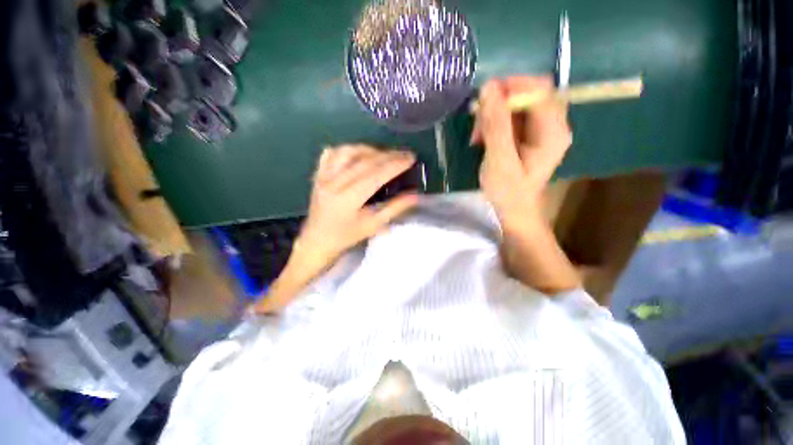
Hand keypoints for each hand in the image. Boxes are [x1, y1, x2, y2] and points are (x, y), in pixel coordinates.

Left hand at [293, 144, 419, 272]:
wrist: (317, 241)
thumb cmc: (346, 237)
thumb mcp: (373, 225)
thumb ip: (394, 208)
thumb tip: (415, 195)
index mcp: (348, 198)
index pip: (376, 175)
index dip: (395, 165)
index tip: (411, 158)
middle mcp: (334, 183)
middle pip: (364, 161)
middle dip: (388, 155)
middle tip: (404, 154)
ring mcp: (324, 177)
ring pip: (347, 152)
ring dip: (369, 149)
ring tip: (384, 154)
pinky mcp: (318, 175)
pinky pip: (332, 154)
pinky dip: (347, 149)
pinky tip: (358, 153)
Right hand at [472, 76, 571, 224]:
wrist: (514, 210)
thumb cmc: (508, 192)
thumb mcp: (499, 161)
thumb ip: (496, 125)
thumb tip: (488, 87)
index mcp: (554, 130)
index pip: (539, 89)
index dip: (510, 89)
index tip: (483, 104)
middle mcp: (553, 124)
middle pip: (529, 93)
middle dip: (498, 104)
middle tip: (478, 125)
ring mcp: (541, 128)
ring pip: (517, 104)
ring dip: (493, 115)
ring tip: (478, 136)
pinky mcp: (529, 134)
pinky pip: (512, 116)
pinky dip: (494, 123)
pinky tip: (483, 139)